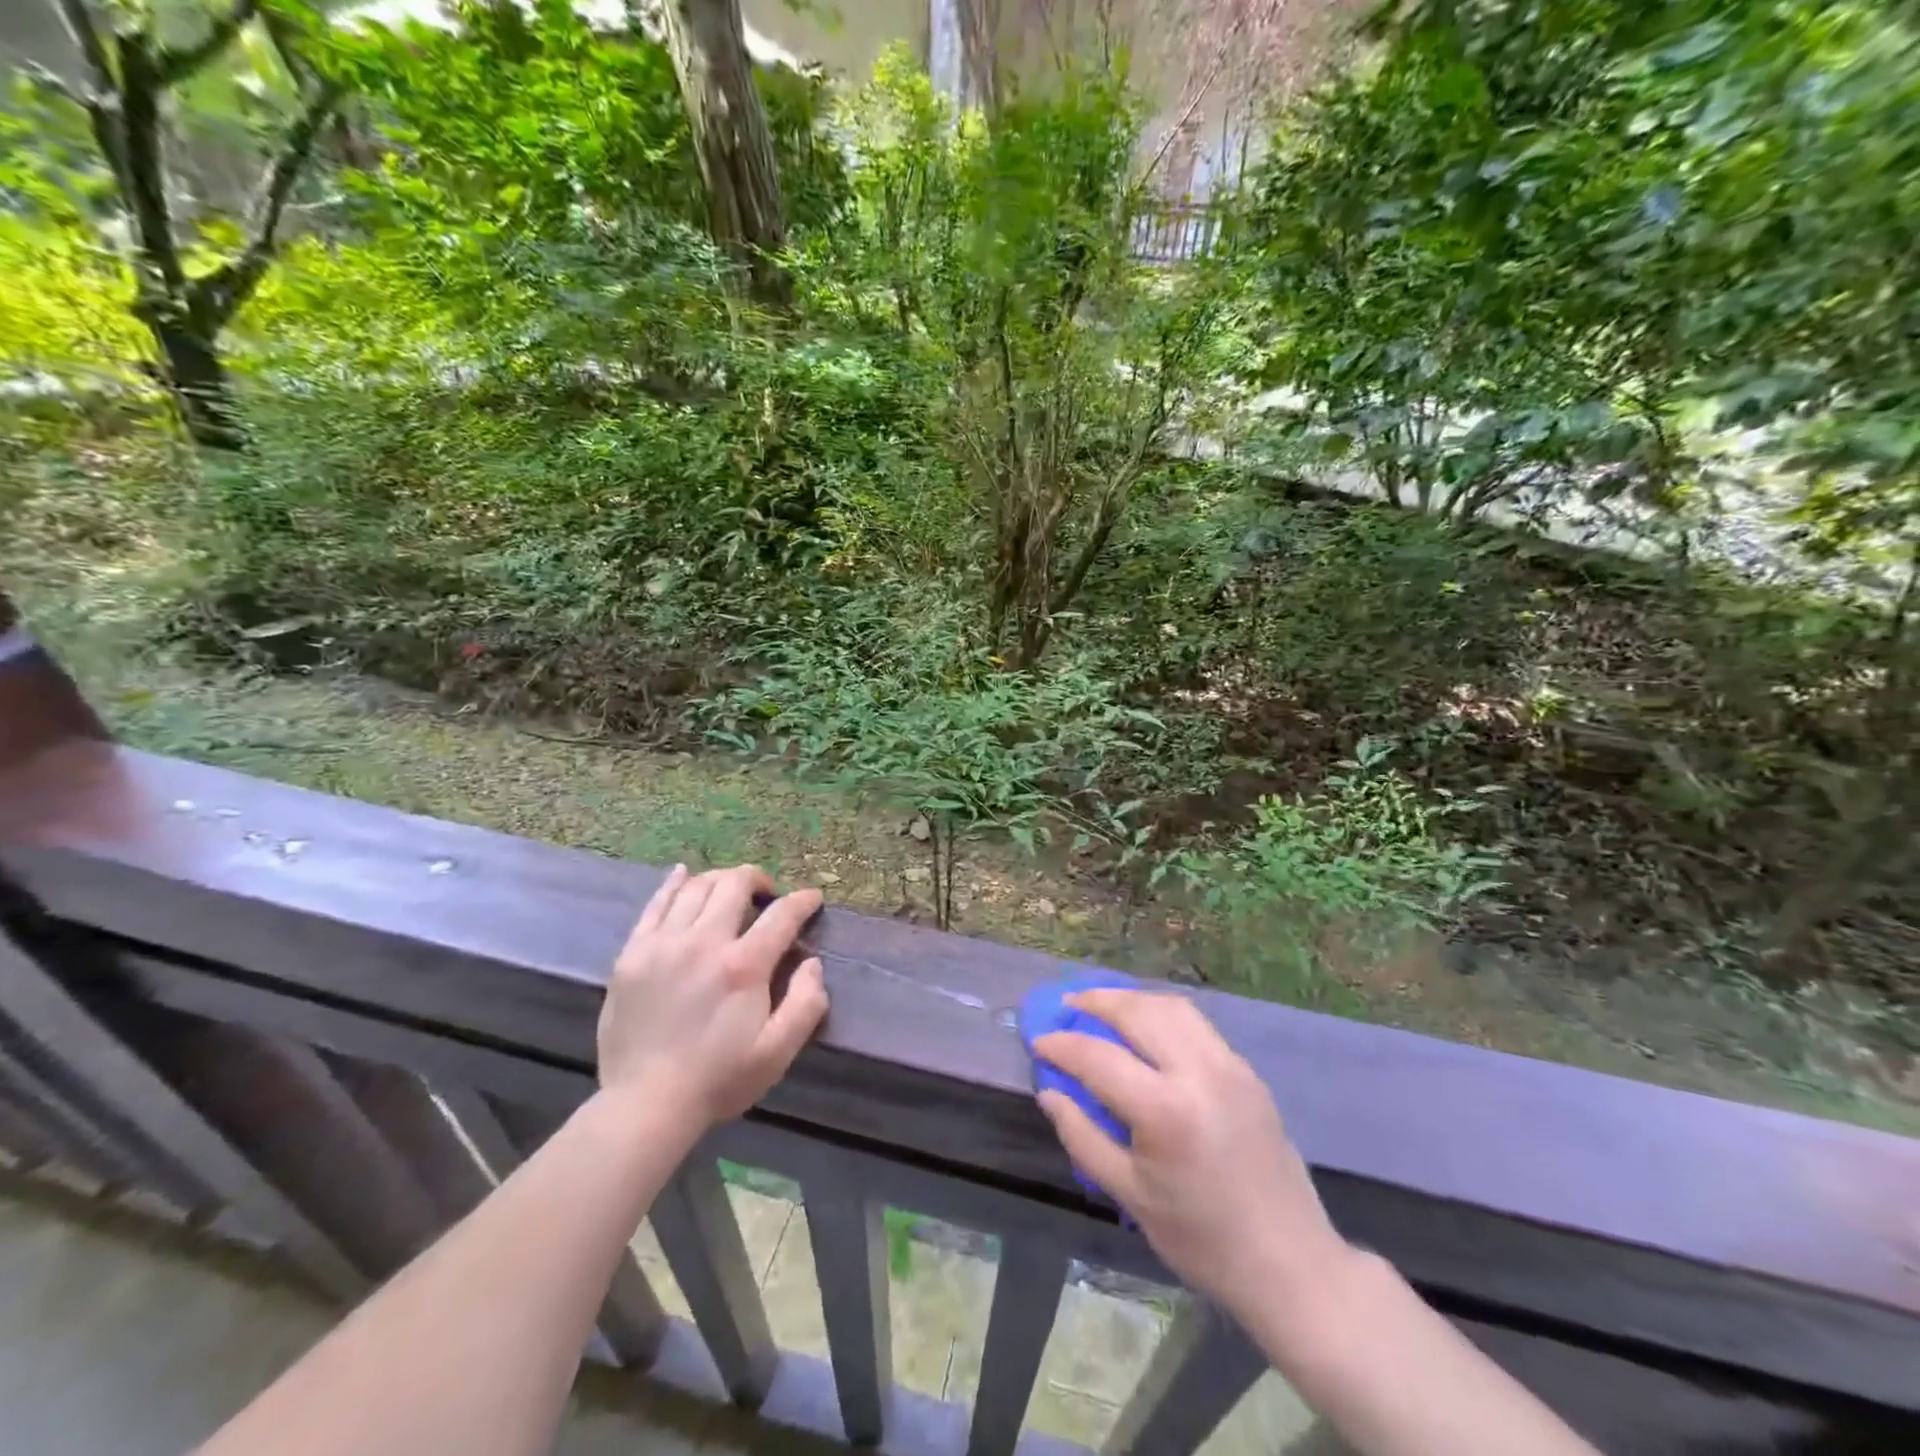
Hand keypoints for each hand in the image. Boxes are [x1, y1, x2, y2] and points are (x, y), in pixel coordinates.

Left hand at [597, 863, 829, 1128]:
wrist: (645, 1104)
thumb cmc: (718, 1080)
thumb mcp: (777, 1052)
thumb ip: (806, 1003)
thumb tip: (812, 962)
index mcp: (743, 965)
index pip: (781, 914)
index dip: (803, 901)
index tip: (813, 898)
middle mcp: (704, 942)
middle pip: (734, 884)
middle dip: (757, 878)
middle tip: (766, 892)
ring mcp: (663, 944)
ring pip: (696, 887)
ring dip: (720, 879)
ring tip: (729, 889)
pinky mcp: (633, 954)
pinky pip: (655, 904)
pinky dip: (673, 883)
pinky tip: (683, 875)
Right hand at [1034, 990, 1351, 1317]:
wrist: (1290, 1263)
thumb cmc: (1202, 1239)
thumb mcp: (1130, 1195)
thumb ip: (1082, 1136)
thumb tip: (1049, 1092)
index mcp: (1166, 1110)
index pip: (1099, 1057)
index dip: (1062, 1046)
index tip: (1038, 1041)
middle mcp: (1199, 1072)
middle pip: (1138, 1012)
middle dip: (1096, 1002)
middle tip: (1066, 1007)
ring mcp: (1229, 1066)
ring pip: (1171, 1006)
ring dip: (1131, 1000)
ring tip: (1101, 1006)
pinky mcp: (1246, 1070)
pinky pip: (1196, 1024)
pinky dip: (1161, 1014)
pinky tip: (1145, 1029)